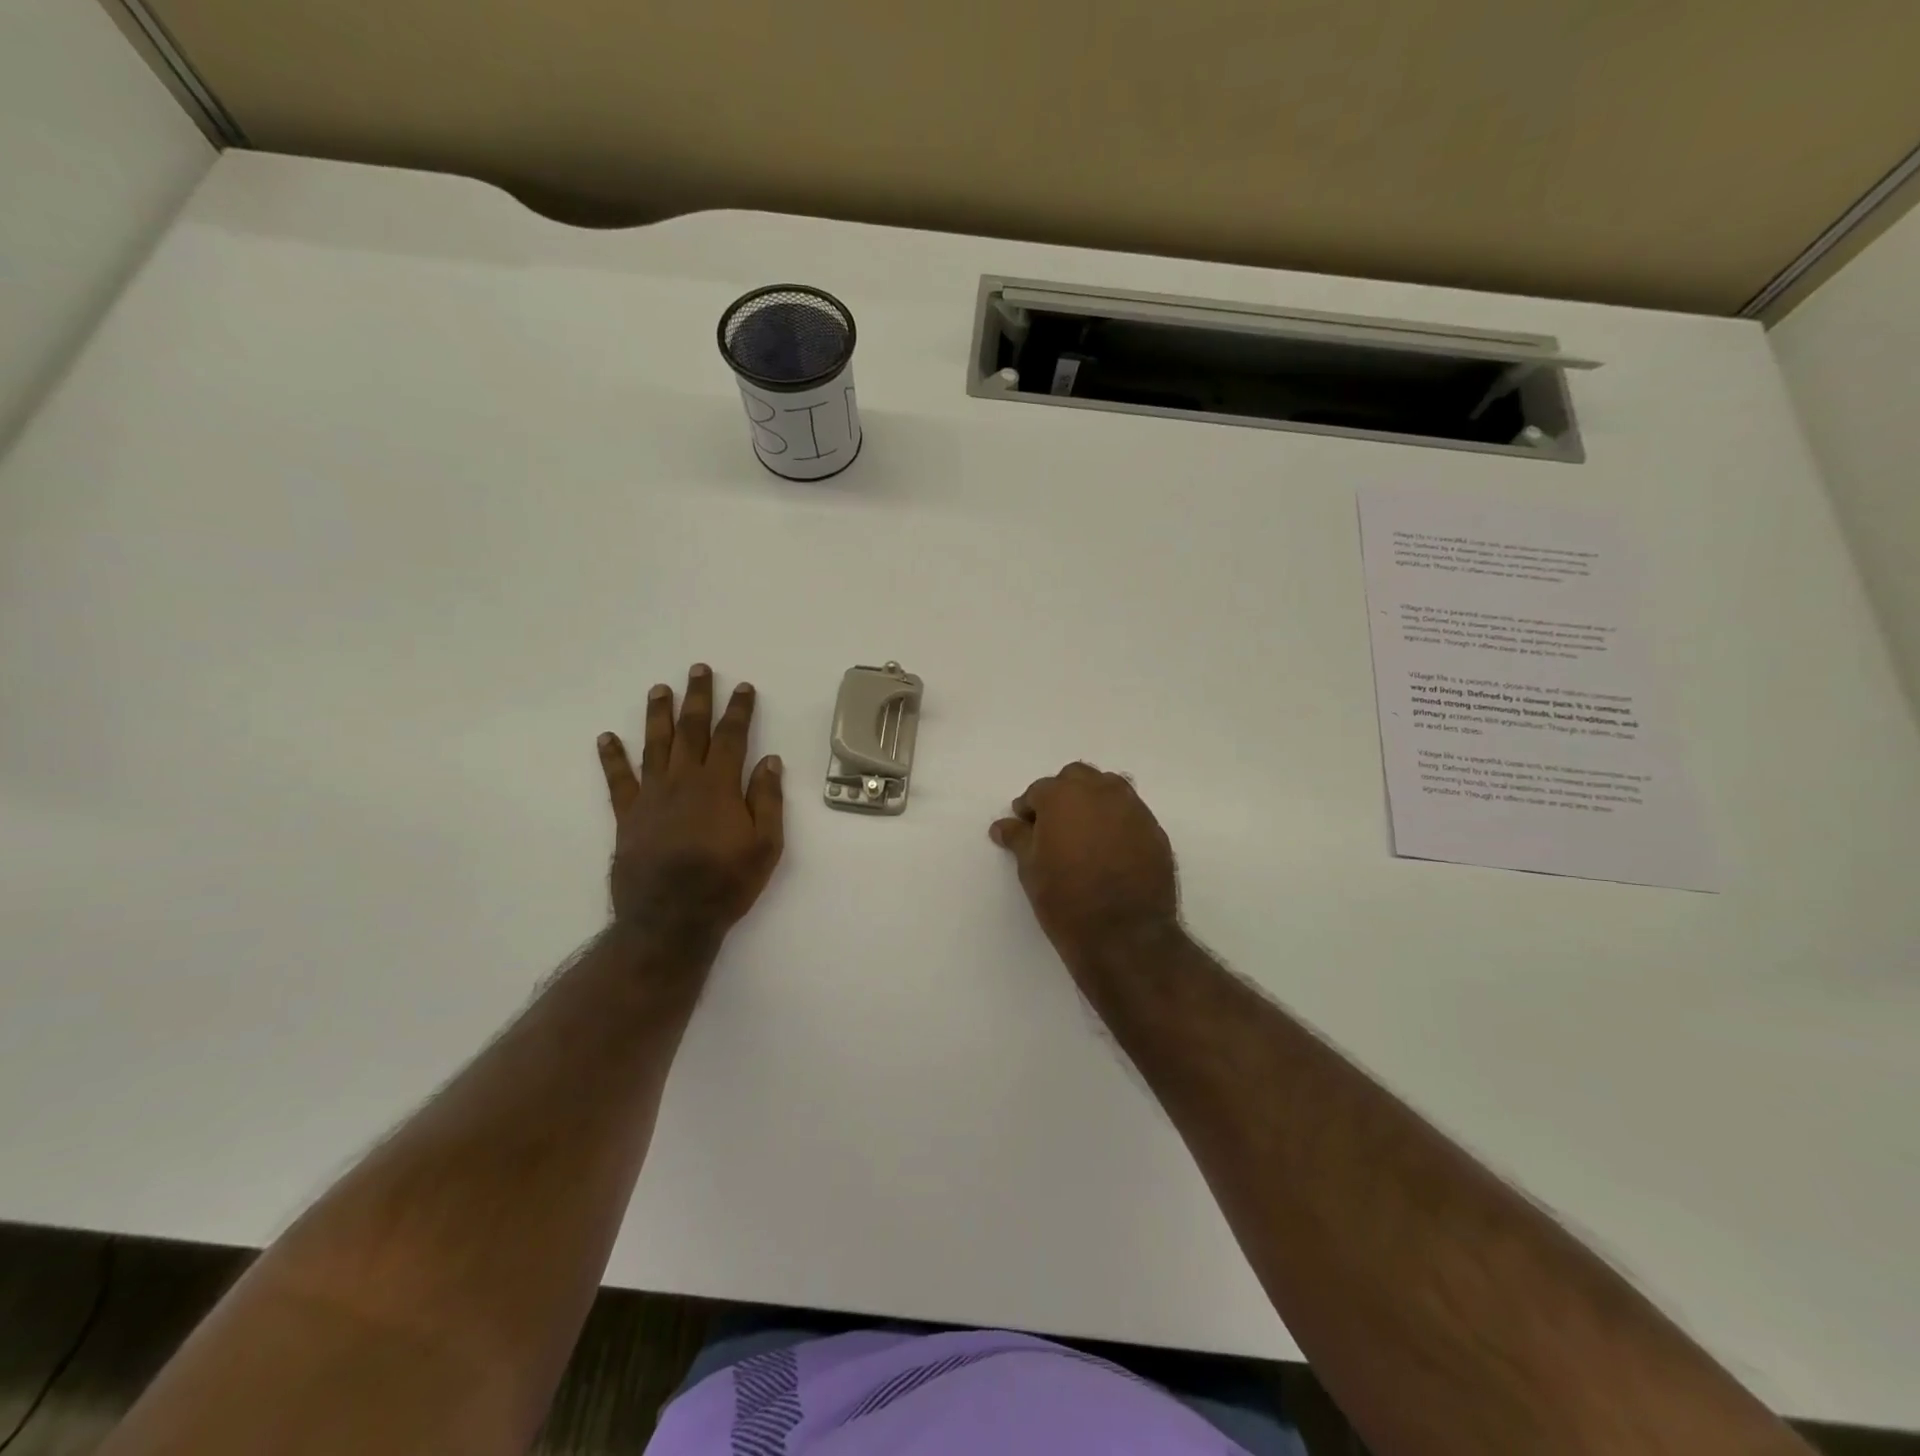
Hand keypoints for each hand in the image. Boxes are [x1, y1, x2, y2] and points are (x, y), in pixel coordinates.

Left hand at [597, 664, 784, 943]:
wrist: (670, 920)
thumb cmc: (726, 883)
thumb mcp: (765, 845)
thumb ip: (767, 800)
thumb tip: (770, 761)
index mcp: (719, 786)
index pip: (732, 737)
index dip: (738, 710)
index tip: (743, 687)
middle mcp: (683, 781)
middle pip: (691, 730)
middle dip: (697, 698)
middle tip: (698, 669)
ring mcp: (651, 796)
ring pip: (655, 744)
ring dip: (658, 715)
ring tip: (659, 689)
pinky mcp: (628, 816)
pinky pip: (618, 780)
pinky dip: (612, 757)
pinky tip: (606, 737)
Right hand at [990, 763, 1179, 972]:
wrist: (1125, 935)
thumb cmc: (1066, 899)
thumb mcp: (1030, 869)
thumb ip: (1018, 838)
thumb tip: (1003, 825)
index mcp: (1063, 796)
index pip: (1039, 791)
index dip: (1029, 809)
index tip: (1026, 827)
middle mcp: (1101, 792)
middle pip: (1076, 778)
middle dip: (1063, 795)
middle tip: (1054, 826)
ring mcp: (1133, 809)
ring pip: (1109, 789)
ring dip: (1093, 802)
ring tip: (1084, 834)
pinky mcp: (1155, 830)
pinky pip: (1130, 813)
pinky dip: (1117, 821)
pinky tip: (1110, 850)